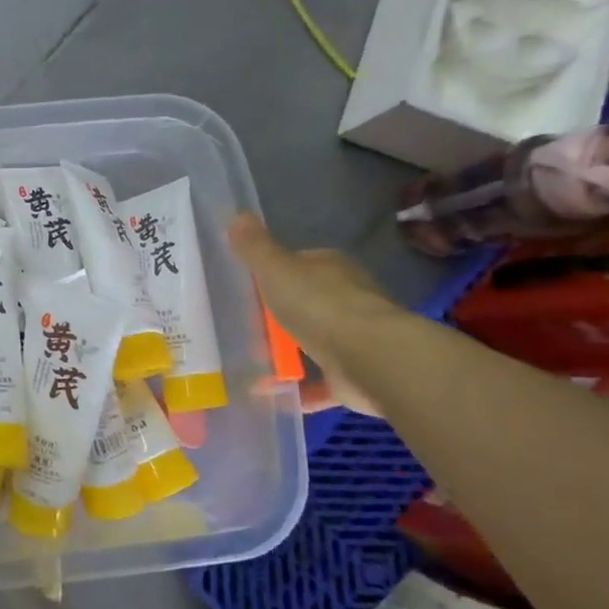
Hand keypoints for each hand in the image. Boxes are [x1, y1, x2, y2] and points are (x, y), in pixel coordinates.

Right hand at [227, 214, 406, 416]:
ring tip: (251, 360)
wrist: (371, 359)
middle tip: (243, 323)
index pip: (300, 264)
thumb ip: (255, 247)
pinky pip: (320, 381)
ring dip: (290, 350)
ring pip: (315, 340)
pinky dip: (300, 388)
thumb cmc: (320, 305)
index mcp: (330, 268)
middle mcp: (348, 299)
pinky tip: (272, 394)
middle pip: (307, 302)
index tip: (247, 285)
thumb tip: (236, 215)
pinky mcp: (355, 375)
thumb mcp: (276, 270)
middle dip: (281, 312)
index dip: (275, 272)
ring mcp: (355, 338)